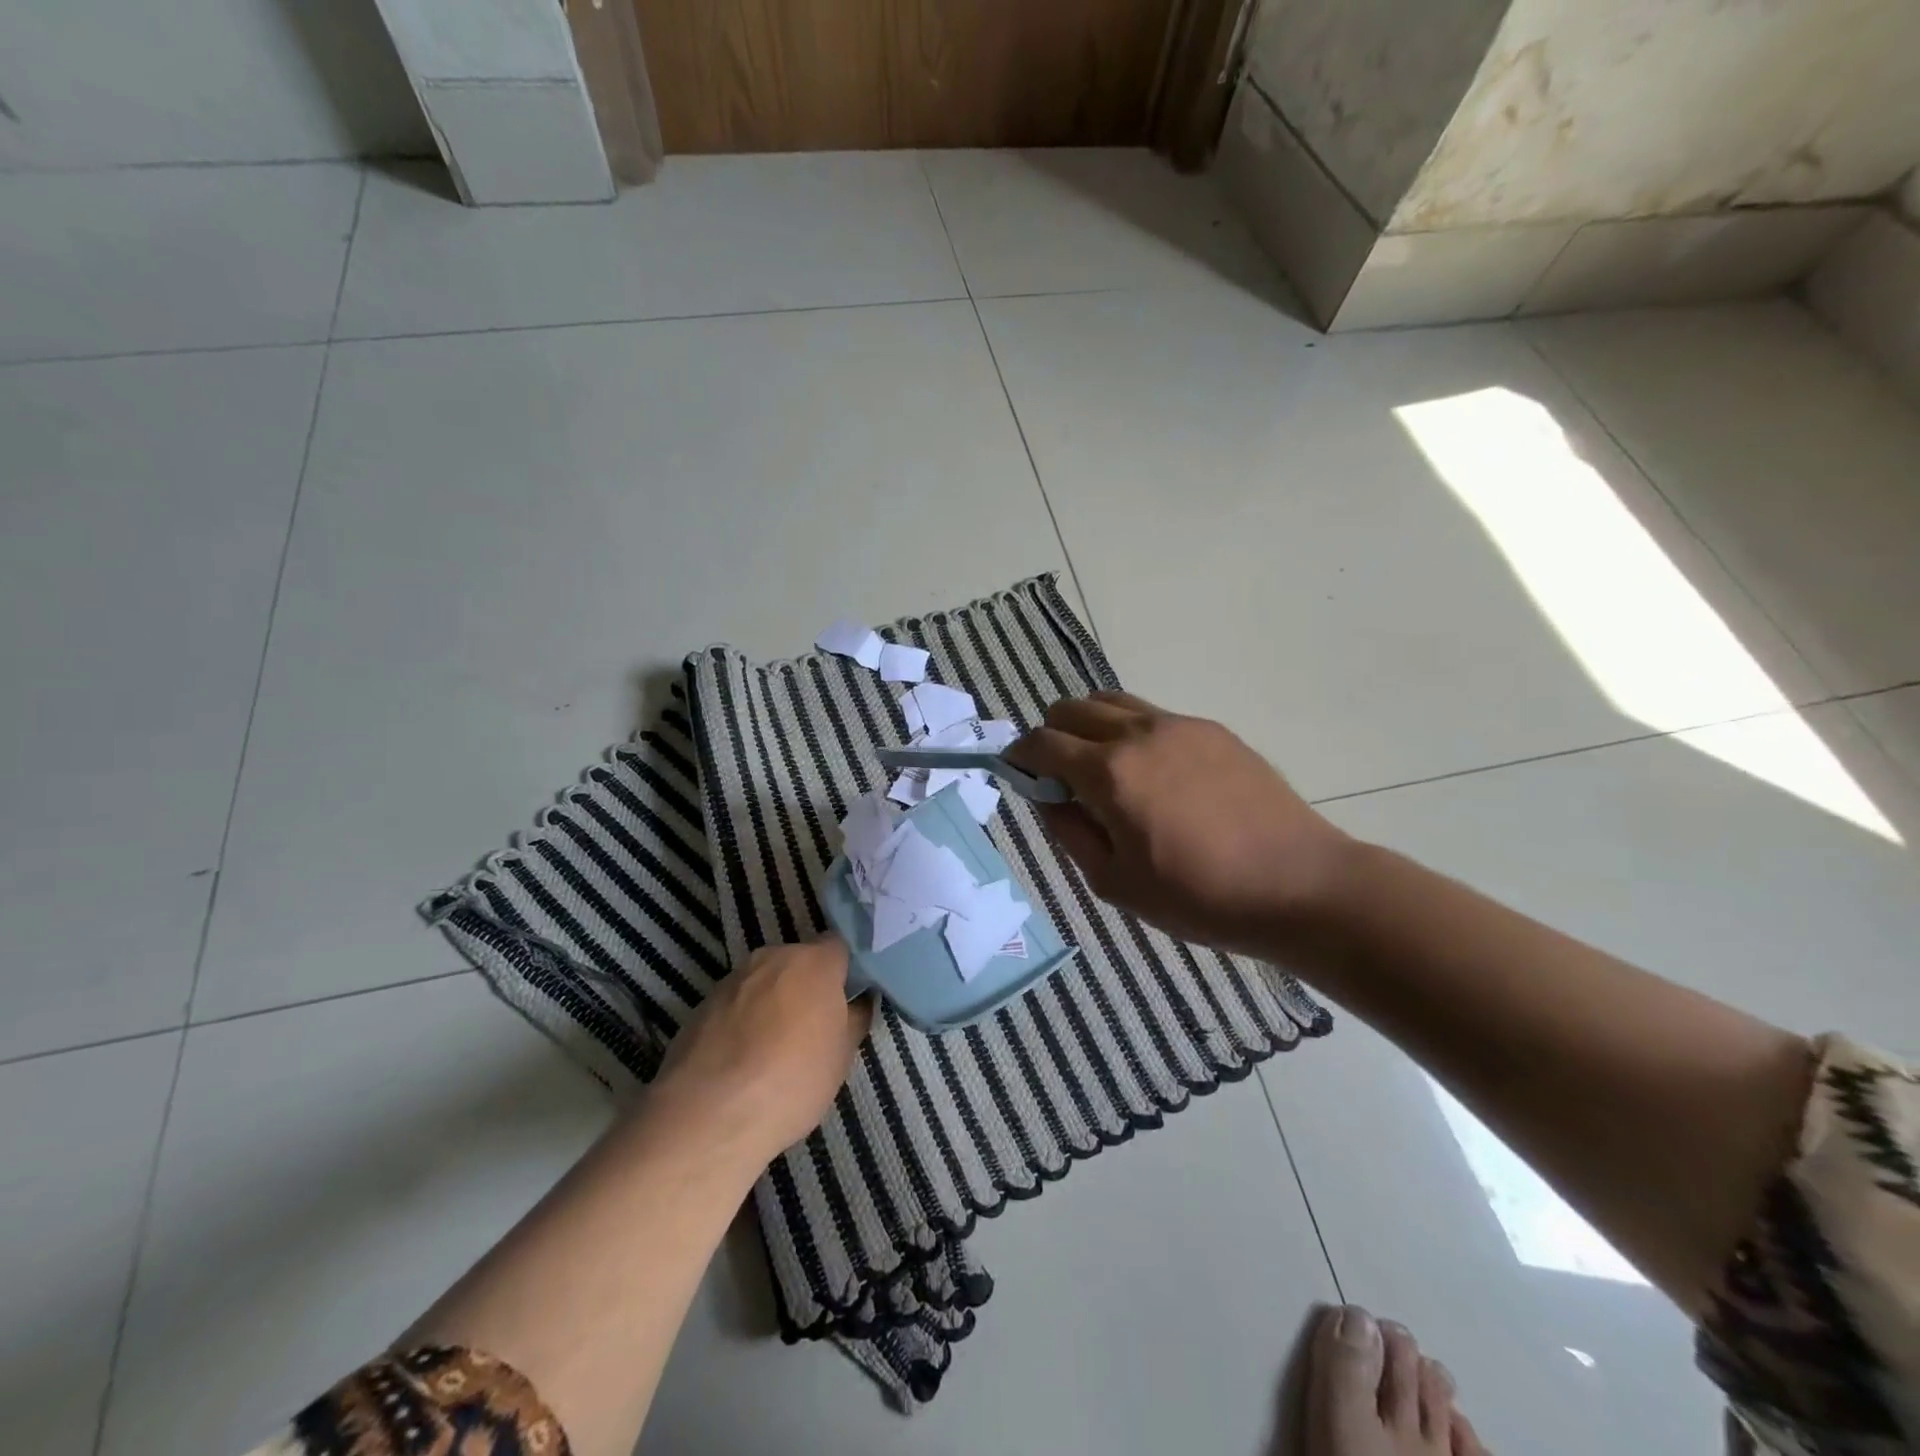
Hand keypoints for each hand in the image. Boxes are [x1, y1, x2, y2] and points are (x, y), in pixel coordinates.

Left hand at [648, 936, 872, 1167]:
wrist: (708, 1115)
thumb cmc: (792, 1080)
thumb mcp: (842, 1055)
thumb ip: (854, 1018)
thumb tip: (857, 1002)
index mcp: (813, 961)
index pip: (839, 947)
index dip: (846, 970)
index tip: (850, 998)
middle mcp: (771, 958)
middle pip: (799, 962)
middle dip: (808, 986)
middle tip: (815, 1026)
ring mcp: (732, 979)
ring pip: (765, 982)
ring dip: (773, 1002)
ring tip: (775, 1048)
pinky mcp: (701, 1004)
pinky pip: (736, 1004)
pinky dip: (743, 1021)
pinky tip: (742, 1060)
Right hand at [1005, 692, 1351, 955]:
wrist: (1298, 884)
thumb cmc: (1198, 896)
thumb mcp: (1115, 882)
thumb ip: (1070, 832)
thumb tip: (1047, 796)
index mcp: (1109, 772)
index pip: (1042, 742)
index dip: (1019, 756)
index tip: (1018, 775)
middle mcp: (1138, 734)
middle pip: (1071, 709)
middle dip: (1051, 735)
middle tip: (1061, 778)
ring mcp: (1179, 725)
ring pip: (1111, 702)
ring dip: (1090, 726)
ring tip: (1103, 769)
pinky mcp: (1212, 730)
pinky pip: (1152, 715)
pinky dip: (1131, 731)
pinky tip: (1153, 774)